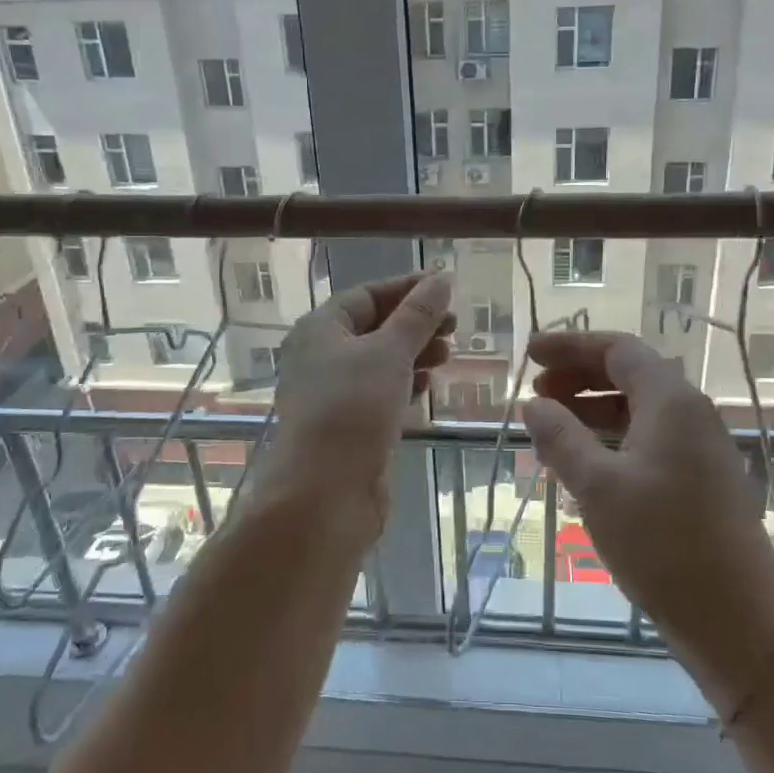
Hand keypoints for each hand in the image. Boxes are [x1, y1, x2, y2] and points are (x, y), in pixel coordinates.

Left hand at [262, 271, 454, 528]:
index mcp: (319, 329)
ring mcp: (334, 394)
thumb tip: (441, 278)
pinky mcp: (349, 426)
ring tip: (447, 356)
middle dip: (415, 324)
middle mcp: (321, 357)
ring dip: (414, 354)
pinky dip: (404, 385)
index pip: (366, 295)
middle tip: (455, 327)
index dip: (407, 288)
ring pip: (380, 362)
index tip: (447, 287)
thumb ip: (418, 315)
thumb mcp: (389, 352)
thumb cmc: (352, 409)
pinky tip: (426, 387)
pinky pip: (380, 394)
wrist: (324, 494)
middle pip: (374, 327)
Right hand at [520, 331, 773, 709]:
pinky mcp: (703, 482)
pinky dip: (613, 441)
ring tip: (551, 430)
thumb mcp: (598, 486)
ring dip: (594, 411)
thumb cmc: (662, 543)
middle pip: (630, 375)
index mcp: (671, 401)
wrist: (737, 619)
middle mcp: (692, 414)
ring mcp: (701, 449)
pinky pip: (650, 442)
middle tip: (535, 393)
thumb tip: (533, 404)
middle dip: (579, 378)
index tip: (530, 356)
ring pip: (639, 411)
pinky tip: (586, 466)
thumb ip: (561, 438)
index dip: (570, 346)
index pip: (618, 350)